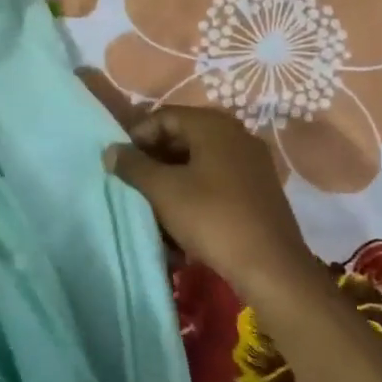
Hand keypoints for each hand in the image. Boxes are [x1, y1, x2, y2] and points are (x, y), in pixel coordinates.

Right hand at [104, 106, 317, 298]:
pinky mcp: (258, 190)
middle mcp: (236, 135)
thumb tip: (111, 150)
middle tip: (132, 183)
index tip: (119, 162)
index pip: (164, 116)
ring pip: (199, 162)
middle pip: (183, 137)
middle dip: (154, 159)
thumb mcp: (164, 191)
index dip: (137, 135)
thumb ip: (134, 166)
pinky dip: (194, 193)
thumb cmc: (212, 218)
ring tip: (152, 205)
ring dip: (172, 179)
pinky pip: (217, 181)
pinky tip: (180, 219)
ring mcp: (251, 163)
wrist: (270, 265)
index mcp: (214, 126)